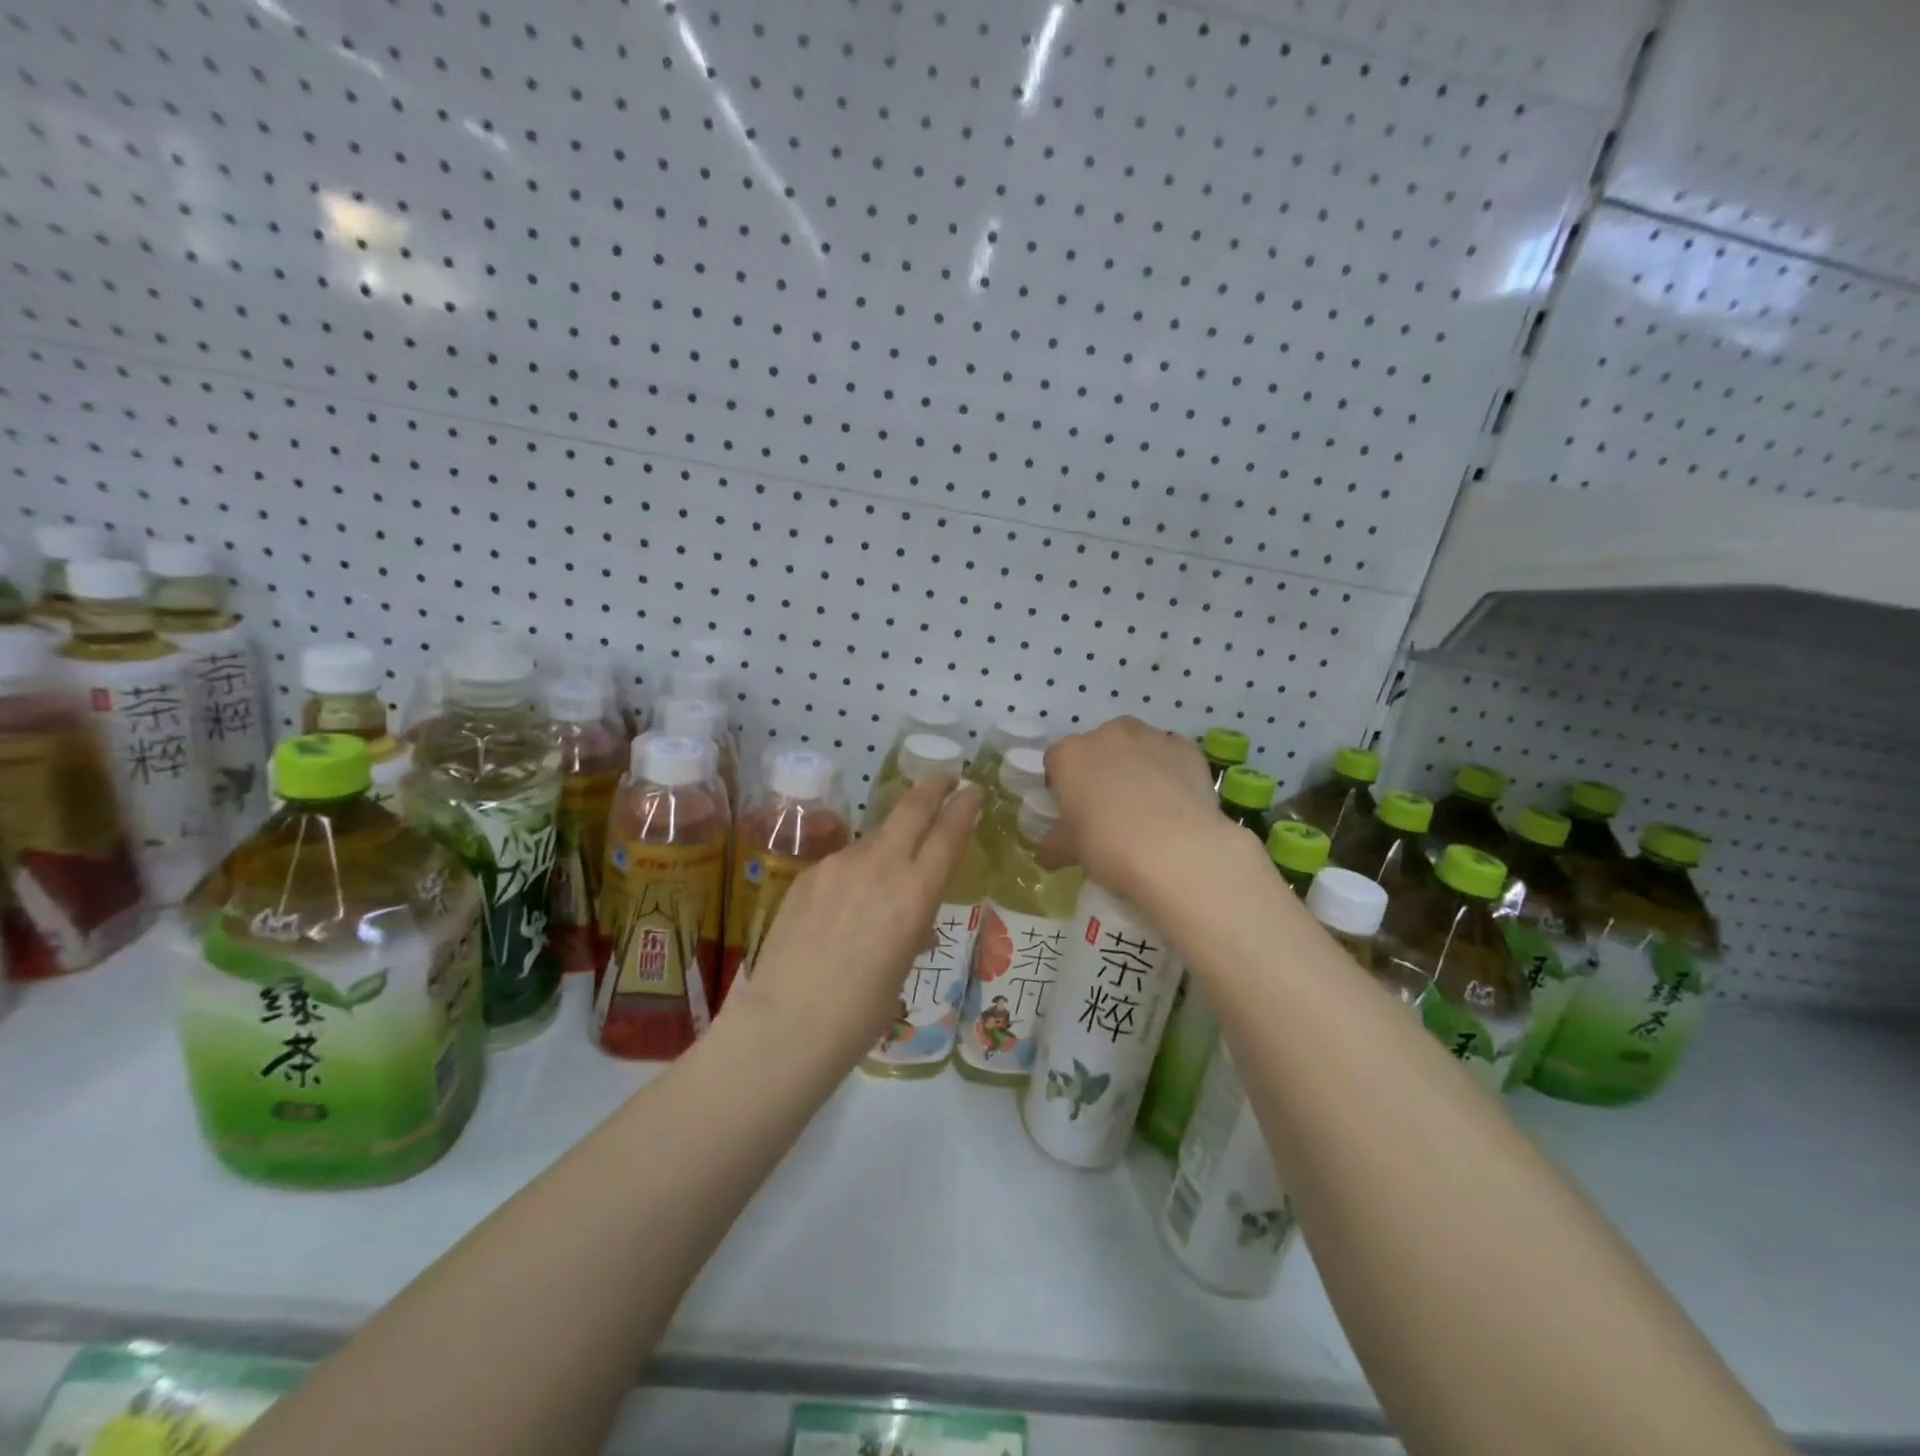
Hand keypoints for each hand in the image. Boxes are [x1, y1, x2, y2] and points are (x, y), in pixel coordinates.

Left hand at [723, 774, 981, 1070]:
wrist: (787, 1023)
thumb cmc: (860, 1012)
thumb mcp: (901, 968)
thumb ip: (910, 928)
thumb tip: (910, 920)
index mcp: (915, 894)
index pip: (947, 835)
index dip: (963, 808)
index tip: (972, 790)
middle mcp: (880, 867)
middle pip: (911, 809)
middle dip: (933, 788)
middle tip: (944, 776)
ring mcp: (839, 865)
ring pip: (874, 838)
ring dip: (888, 842)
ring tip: (885, 874)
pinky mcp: (808, 874)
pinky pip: (842, 863)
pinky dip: (853, 872)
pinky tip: (843, 905)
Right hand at [1040, 716, 1225, 904]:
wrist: (1177, 851)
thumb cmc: (1109, 846)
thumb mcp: (1071, 850)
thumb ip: (1054, 845)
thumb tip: (1046, 852)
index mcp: (1070, 755)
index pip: (1056, 761)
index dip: (1062, 784)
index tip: (1072, 810)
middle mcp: (1108, 735)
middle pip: (1098, 747)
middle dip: (1101, 769)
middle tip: (1110, 808)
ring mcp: (1151, 738)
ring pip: (1137, 746)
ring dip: (1137, 765)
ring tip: (1148, 805)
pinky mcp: (1186, 749)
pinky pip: (1171, 755)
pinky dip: (1170, 771)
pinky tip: (1176, 803)